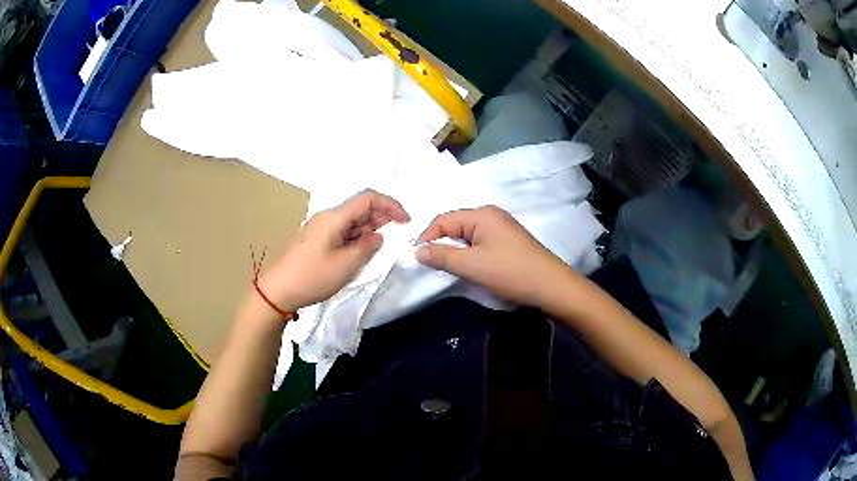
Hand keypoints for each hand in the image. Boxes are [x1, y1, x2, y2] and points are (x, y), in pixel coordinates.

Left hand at [256, 190, 409, 314]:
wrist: (279, 290)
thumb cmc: (312, 277)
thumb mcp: (346, 265)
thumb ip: (367, 247)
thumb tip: (378, 236)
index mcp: (335, 217)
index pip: (368, 198)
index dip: (390, 205)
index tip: (406, 222)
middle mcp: (328, 216)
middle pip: (360, 208)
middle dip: (382, 218)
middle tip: (395, 239)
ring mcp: (321, 227)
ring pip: (352, 221)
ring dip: (369, 230)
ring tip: (377, 250)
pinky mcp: (318, 239)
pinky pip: (343, 232)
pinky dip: (357, 238)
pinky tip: (360, 253)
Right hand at [416, 206, 569, 306]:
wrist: (551, 287)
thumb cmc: (511, 273)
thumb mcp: (473, 266)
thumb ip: (442, 257)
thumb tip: (417, 251)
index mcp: (482, 215)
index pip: (443, 219)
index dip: (427, 237)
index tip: (417, 259)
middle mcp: (491, 215)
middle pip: (455, 225)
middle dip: (441, 244)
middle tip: (431, 265)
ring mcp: (501, 228)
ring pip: (467, 236)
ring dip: (455, 250)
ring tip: (448, 268)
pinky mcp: (507, 241)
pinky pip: (479, 243)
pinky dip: (469, 254)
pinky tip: (469, 267)